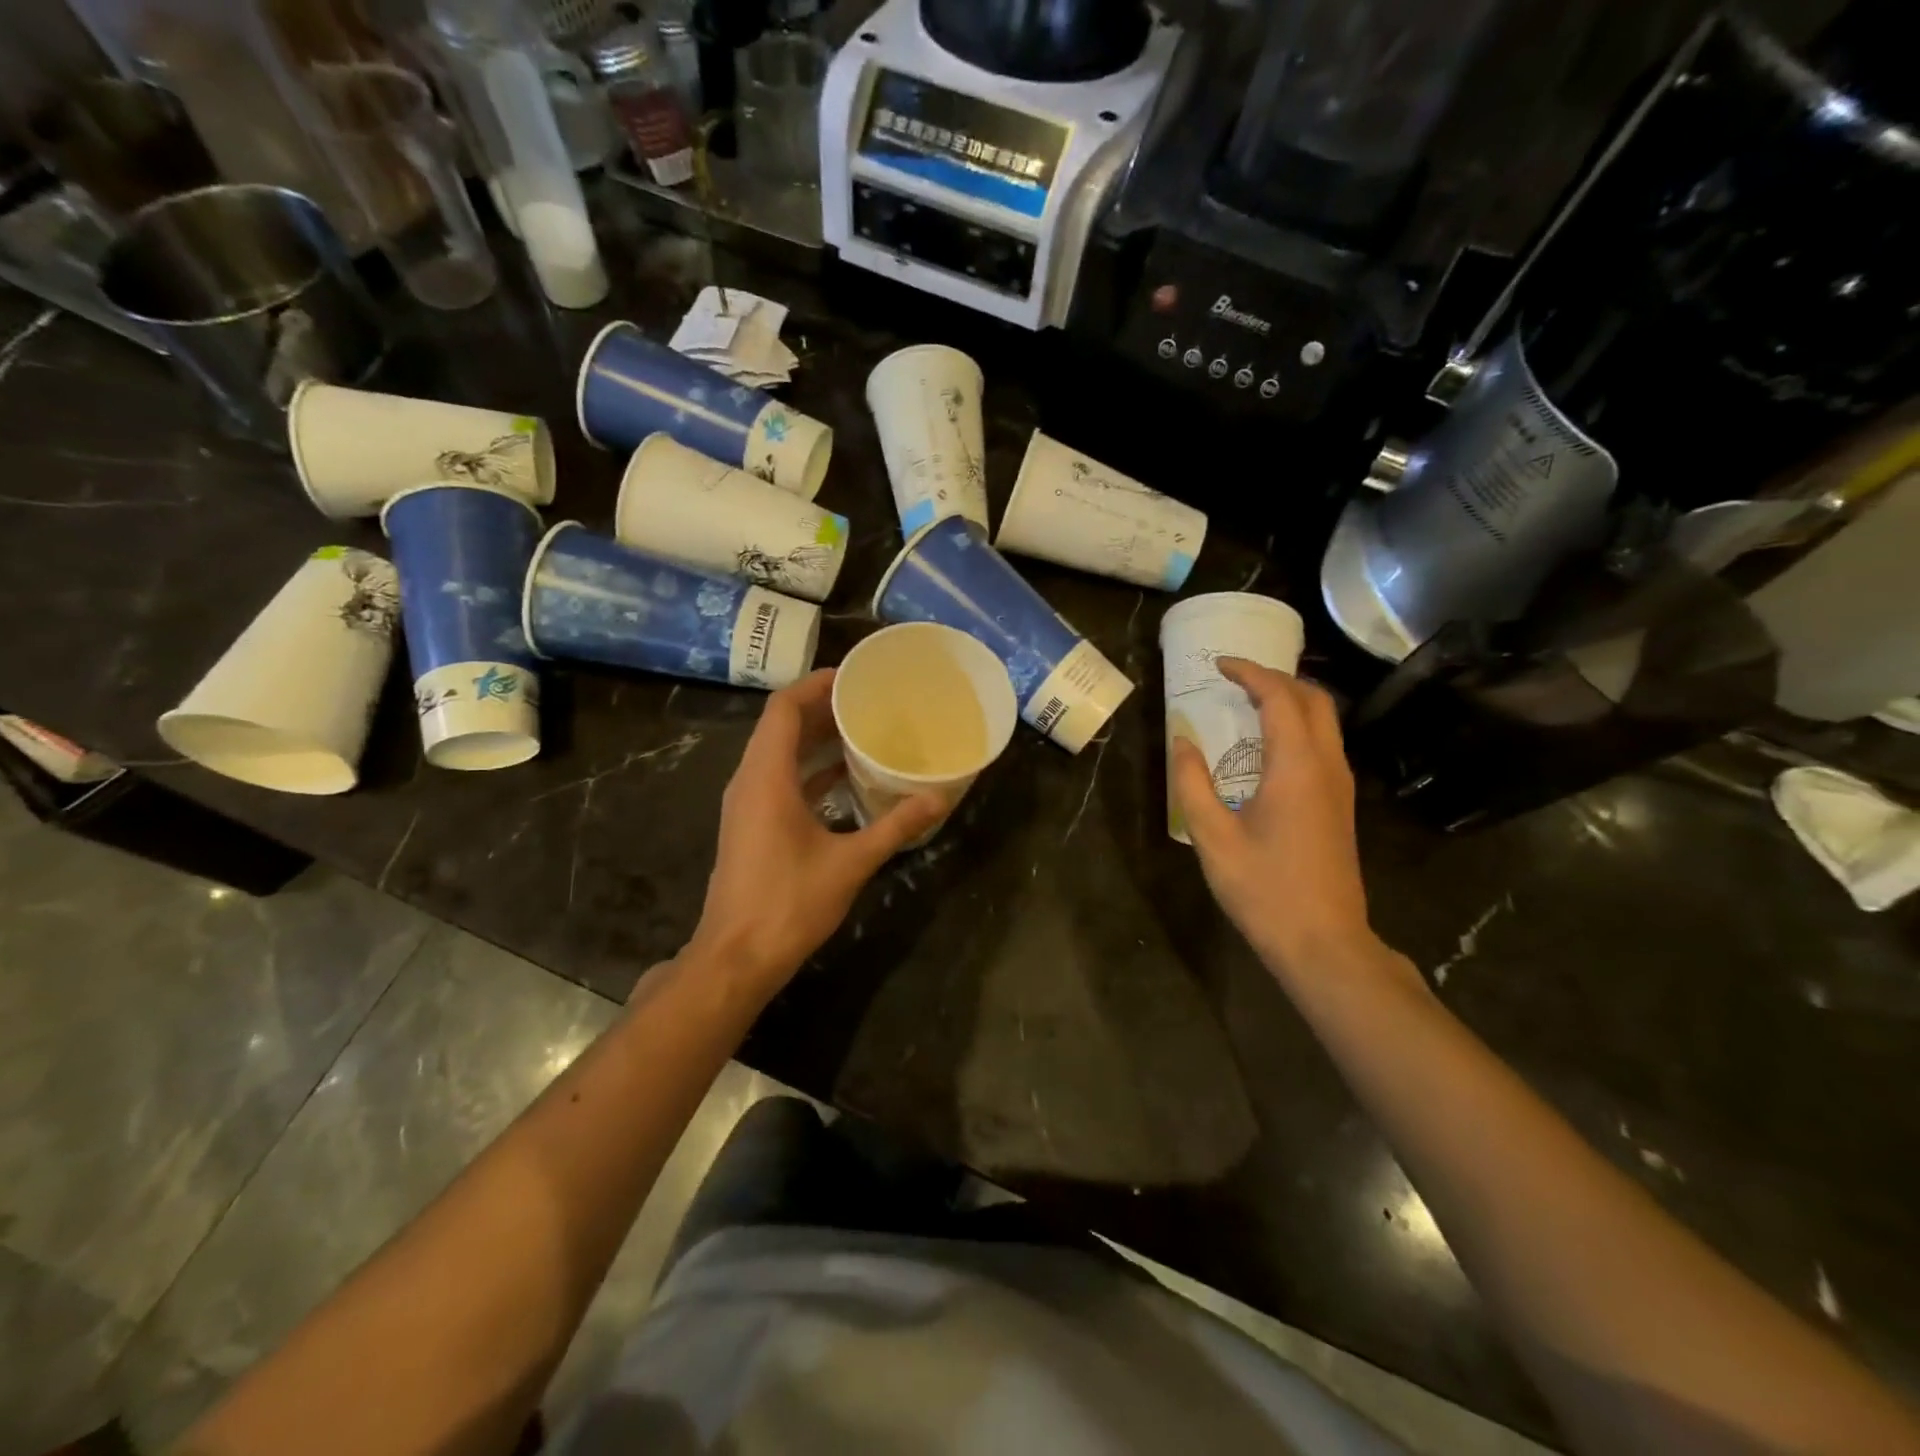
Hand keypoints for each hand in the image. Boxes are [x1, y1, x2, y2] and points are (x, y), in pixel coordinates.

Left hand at [688, 669, 942, 990]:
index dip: (816, 684)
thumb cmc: (789, 904)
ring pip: (779, 753)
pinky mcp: (751, 825)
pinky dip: (809, 769)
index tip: (854, 676)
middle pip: (781, 726)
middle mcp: (750, 781)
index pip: (784, 708)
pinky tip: (845, 778)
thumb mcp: (850, 862)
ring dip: (816, 738)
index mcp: (767, 777)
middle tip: (869, 701)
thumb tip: (939, 797)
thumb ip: (895, 826)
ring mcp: (747, 804)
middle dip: (822, 708)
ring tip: (862, 730)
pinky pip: (779, 779)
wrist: (736, 957)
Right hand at [1170, 658, 1378, 979]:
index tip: (1219, 665)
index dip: (1250, 673)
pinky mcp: (1340, 805)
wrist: (1323, 942)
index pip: (1280, 698)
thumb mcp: (1213, 836)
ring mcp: (1340, 786)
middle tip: (1236, 680)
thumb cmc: (1264, 889)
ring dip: (1291, 701)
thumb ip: (1193, 782)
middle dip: (1276, 679)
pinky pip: (1324, 744)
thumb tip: (1183, 741)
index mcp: (1297, 766)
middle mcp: (1327, 766)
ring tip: (1249, 703)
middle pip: (1314, 700)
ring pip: (1325, 721)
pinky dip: (1298, 726)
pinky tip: (1268, 745)